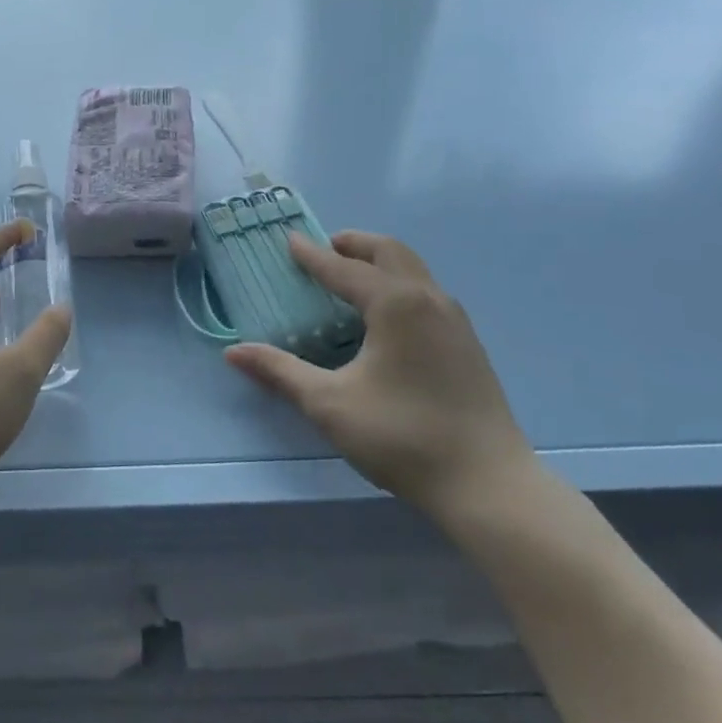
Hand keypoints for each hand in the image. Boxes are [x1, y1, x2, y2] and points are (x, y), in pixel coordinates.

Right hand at [225, 231, 534, 520]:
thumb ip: (280, 371)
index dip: (312, 255)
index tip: (289, 240)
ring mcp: (455, 320)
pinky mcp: (467, 343)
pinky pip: (427, 292)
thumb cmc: (401, 436)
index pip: (343, 268)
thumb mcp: (329, 404)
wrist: (488, 483)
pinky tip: (386, 316)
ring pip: (413, 270)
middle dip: (353, 244)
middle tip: (324, 249)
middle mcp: (428, 298)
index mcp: (395, 303)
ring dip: (379, 262)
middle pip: (389, 252)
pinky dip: (399, 283)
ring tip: (351, 276)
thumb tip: (233, 352)